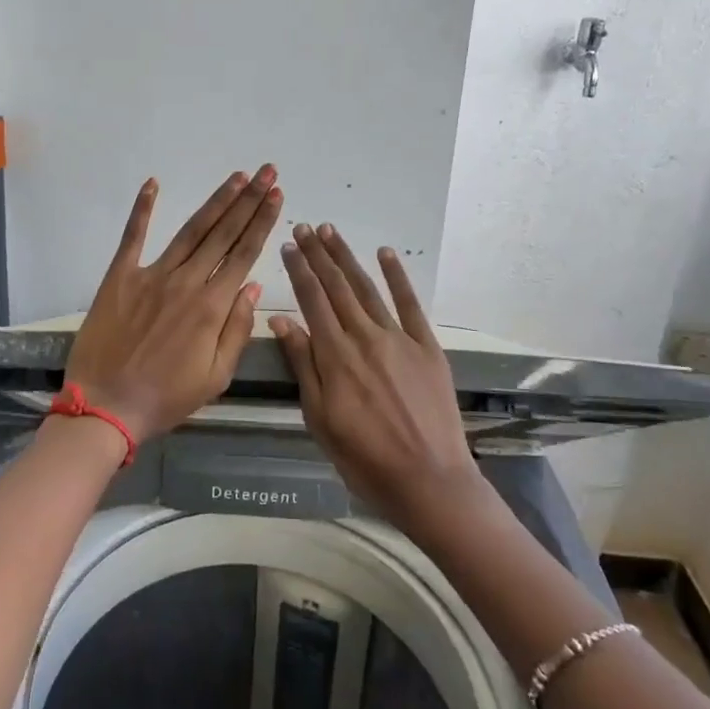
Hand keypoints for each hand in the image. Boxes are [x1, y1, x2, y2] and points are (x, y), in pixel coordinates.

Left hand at [65, 166, 283, 442]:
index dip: (263, 222)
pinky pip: (133, 236)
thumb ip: (237, 330)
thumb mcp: (215, 377)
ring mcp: (151, 275)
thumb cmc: (165, 399)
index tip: (277, 195)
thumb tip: (253, 287)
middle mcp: (186, 282)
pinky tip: (153, 183)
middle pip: (223, 233)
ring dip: (216, 201)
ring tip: (236, 177)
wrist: (105, 406)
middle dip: (249, 200)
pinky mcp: (119, 277)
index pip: (245, 254)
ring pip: (190, 230)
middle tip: (267, 172)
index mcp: (212, 308)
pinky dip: (142, 208)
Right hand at [270, 224, 481, 529]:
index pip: (312, 301)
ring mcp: (400, 339)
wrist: (429, 480)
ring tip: (332, 233)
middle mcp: (365, 337)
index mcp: (336, 355)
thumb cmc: (364, 458)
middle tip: (305, 227)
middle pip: (337, 287)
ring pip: (368, 289)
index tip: (288, 246)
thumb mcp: (319, 417)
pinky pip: (411, 305)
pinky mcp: (428, 347)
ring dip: (348, 259)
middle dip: (319, 255)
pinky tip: (385, 255)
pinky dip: (397, 277)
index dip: (299, 271)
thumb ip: (303, 365)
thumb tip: (280, 320)